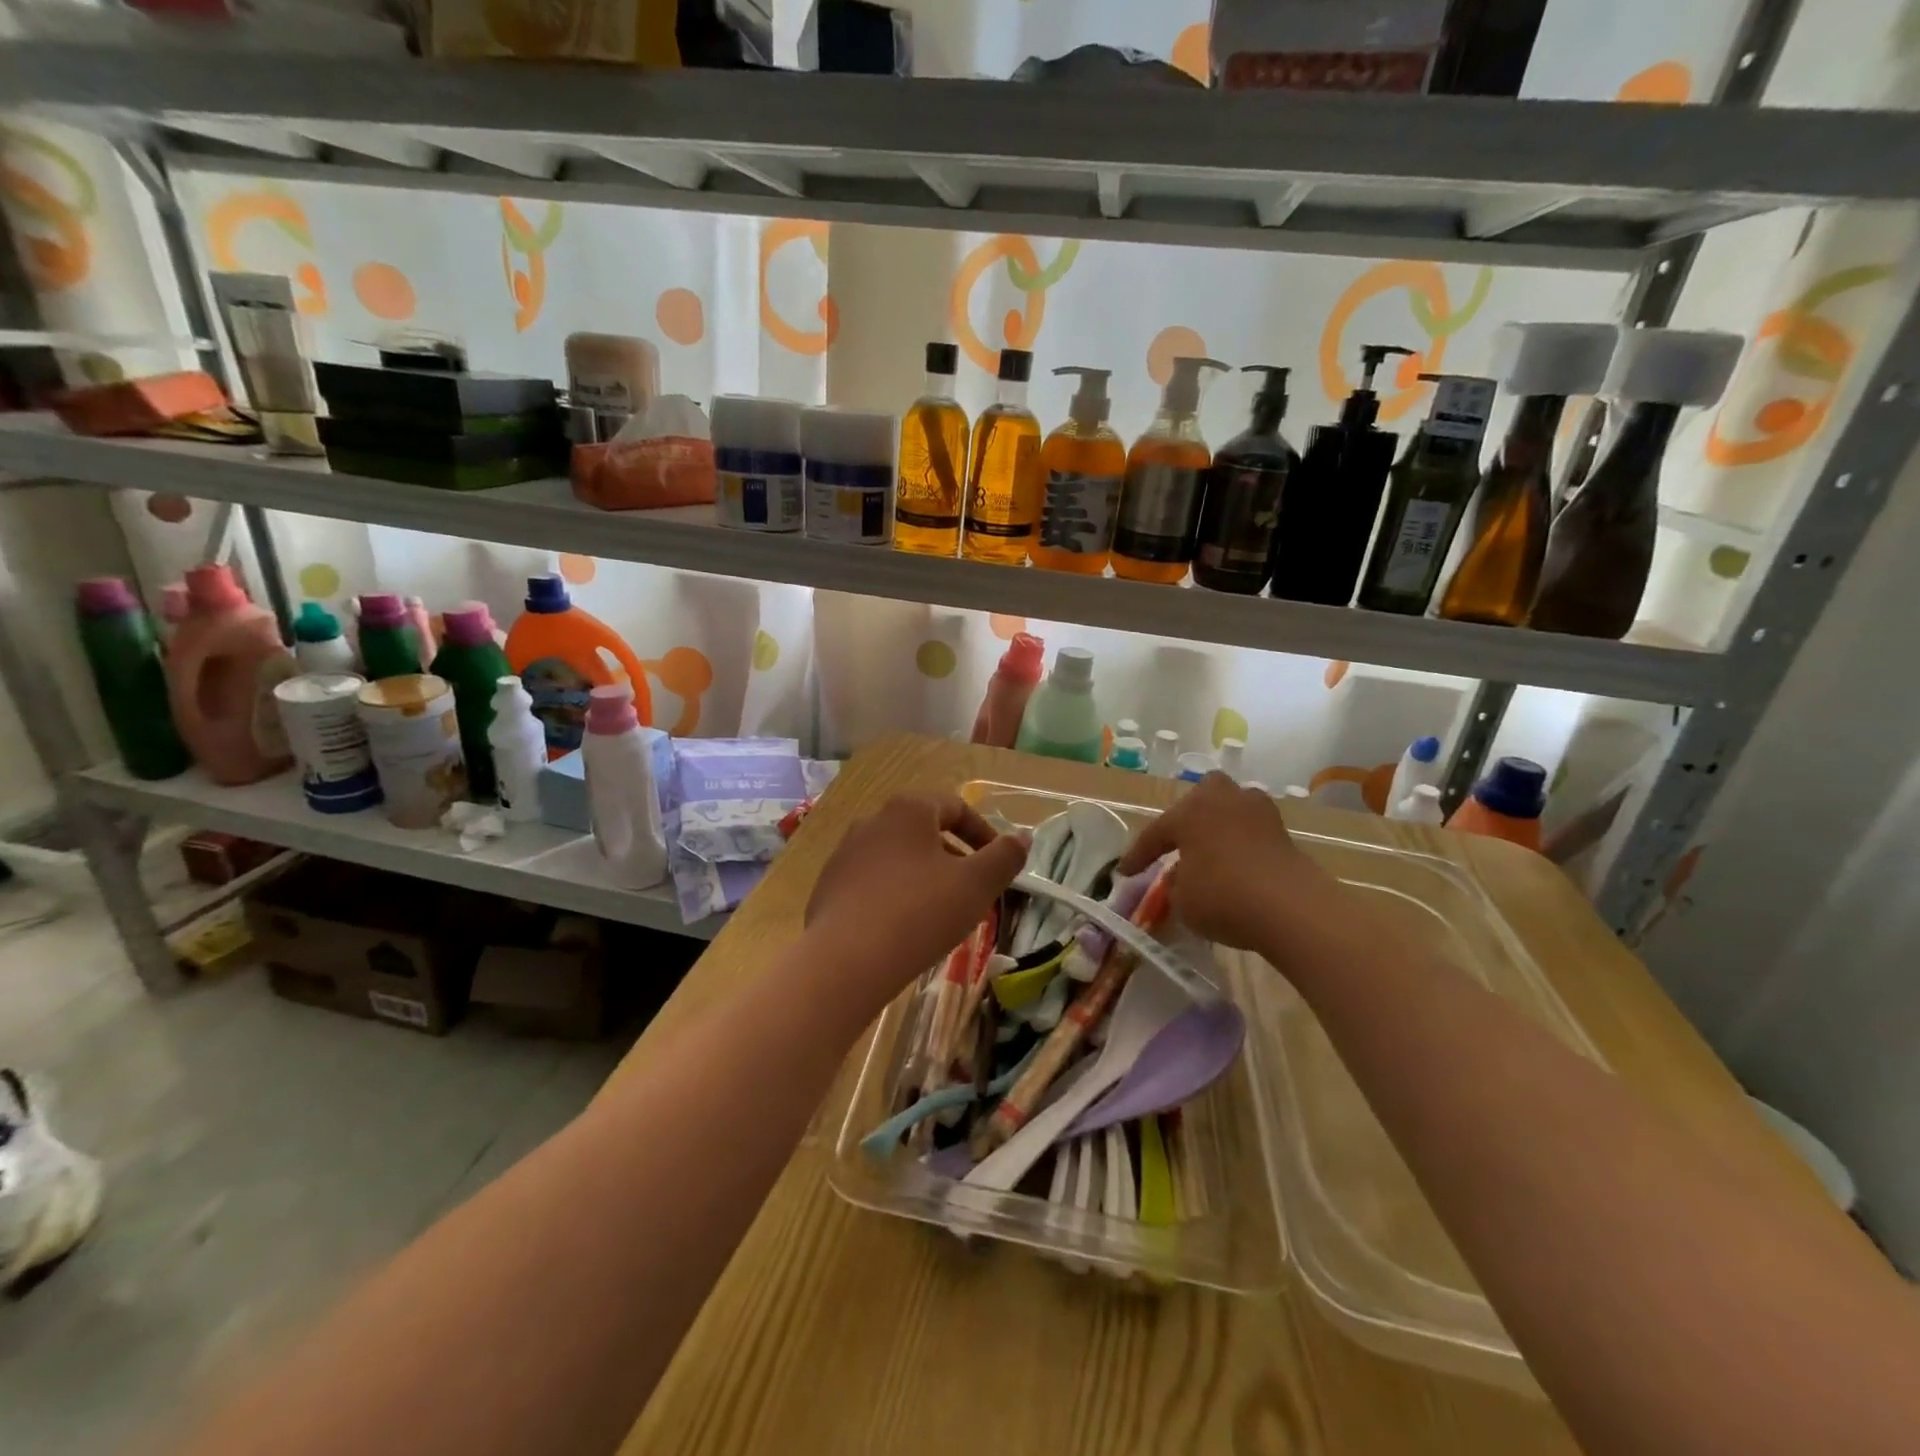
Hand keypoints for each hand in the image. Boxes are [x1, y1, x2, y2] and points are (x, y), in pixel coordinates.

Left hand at [807, 794, 1027, 994]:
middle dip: (954, 857)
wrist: (844, 962)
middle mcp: (872, 821)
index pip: (955, 807)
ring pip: (897, 857)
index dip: (984, 833)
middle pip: (924, 831)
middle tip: (973, 891)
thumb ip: (1004, 857)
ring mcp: (844, 854)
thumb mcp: (976, 885)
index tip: (998, 864)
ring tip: (940, 912)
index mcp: (908, 810)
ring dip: (924, 876)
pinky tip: (903, 928)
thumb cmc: (919, 913)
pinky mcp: (828, 886)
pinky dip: (895, 895)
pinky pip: (872, 882)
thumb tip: (1022, 836)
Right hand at [1117, 773, 1338, 951]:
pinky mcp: (1283, 832)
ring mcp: (1258, 812)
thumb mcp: (1182, 900)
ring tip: (1210, 851)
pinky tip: (1236, 864)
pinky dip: (1241, 845)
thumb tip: (1181, 877)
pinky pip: (1251, 832)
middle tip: (1179, 842)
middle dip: (1188, 817)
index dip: (1138, 856)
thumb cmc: (1222, 896)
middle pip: (1200, 798)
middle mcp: (1222, 800)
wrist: (1291, 908)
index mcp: (1189, 811)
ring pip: (1230, 810)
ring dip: (1219, 826)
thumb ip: (1176, 884)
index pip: (1155, 833)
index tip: (1125, 872)